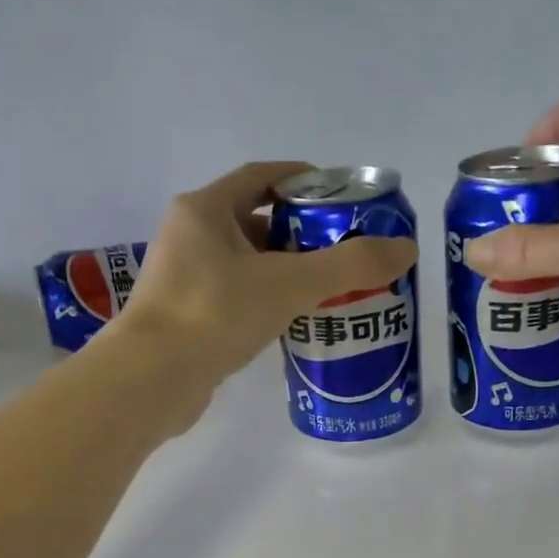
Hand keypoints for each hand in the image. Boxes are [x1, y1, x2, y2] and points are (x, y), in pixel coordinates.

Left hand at [118, 160, 417, 381]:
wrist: (152, 380)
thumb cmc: (215, 314)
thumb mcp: (289, 284)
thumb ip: (349, 266)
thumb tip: (406, 249)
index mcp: (204, 210)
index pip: (260, 177)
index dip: (302, 180)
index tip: (341, 197)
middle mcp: (189, 237)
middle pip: (255, 221)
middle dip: (301, 232)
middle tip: (345, 250)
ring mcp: (184, 280)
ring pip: (246, 264)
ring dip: (285, 271)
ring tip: (330, 288)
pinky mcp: (187, 319)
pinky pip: (236, 298)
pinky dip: (267, 302)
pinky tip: (295, 321)